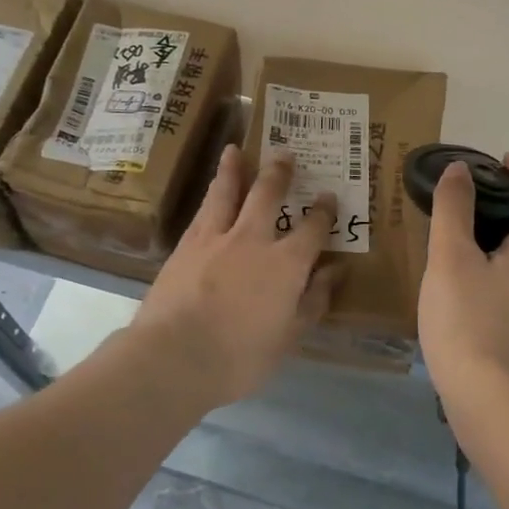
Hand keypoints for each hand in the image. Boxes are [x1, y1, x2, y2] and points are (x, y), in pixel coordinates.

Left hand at [130, 145, 337, 407]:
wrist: (174, 357)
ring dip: (234, 169)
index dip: (323, 211)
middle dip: (279, 173)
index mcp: (286, 264)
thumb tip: (335, 271)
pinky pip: (202, 210)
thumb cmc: (240, 357)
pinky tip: (210, 191)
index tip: (328, 197)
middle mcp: (252, 240)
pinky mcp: (185, 245)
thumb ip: (313, 300)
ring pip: (227, 192)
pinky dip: (210, 194)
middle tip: (285, 154)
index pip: (312, 229)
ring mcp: (214, 238)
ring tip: (234, 150)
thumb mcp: (289, 336)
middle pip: (268, 195)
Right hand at [418, 153, 508, 400]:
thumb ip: (454, 210)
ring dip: (498, 240)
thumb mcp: (451, 259)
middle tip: (464, 206)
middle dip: (508, 204)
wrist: (494, 402)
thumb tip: (460, 170)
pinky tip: (460, 290)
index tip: (499, 164)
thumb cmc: (470, 322)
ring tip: (454, 247)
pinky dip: (494, 272)